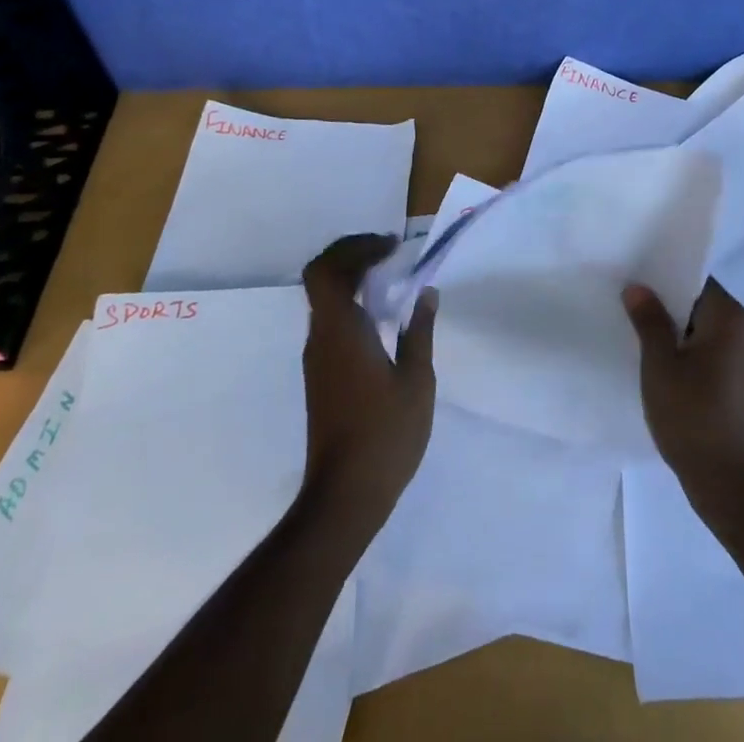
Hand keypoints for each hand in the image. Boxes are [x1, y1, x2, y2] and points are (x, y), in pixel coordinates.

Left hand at [300, 234, 438, 521]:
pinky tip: (383, 317)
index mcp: (341, 331)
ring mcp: (318, 357)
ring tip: (392, 278)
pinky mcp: (322, 375)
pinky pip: (332, 321)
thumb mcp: (417, 380)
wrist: (345, 495)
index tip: (391, 247)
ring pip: (325, 299)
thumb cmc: (385, 434)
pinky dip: (353, 304)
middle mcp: (321, 337)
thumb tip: (426, 293)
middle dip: (353, 256)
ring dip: (353, 279)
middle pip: (322, 278)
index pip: (326, 270)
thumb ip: (420, 331)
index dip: (354, 248)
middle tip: (389, 254)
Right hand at [623, 278, 743, 499]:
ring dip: (676, 333)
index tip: (635, 284)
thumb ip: (648, 319)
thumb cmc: (692, 414)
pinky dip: (689, 353)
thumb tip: (638, 287)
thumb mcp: (660, 363)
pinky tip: (662, 367)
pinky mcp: (742, 381)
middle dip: (667, 307)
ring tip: (640, 337)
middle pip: (700, 303)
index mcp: (731, 316)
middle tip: (630, 308)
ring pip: (704, 329)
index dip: (663, 280)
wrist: (728, 482)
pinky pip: (711, 351)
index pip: (695, 281)